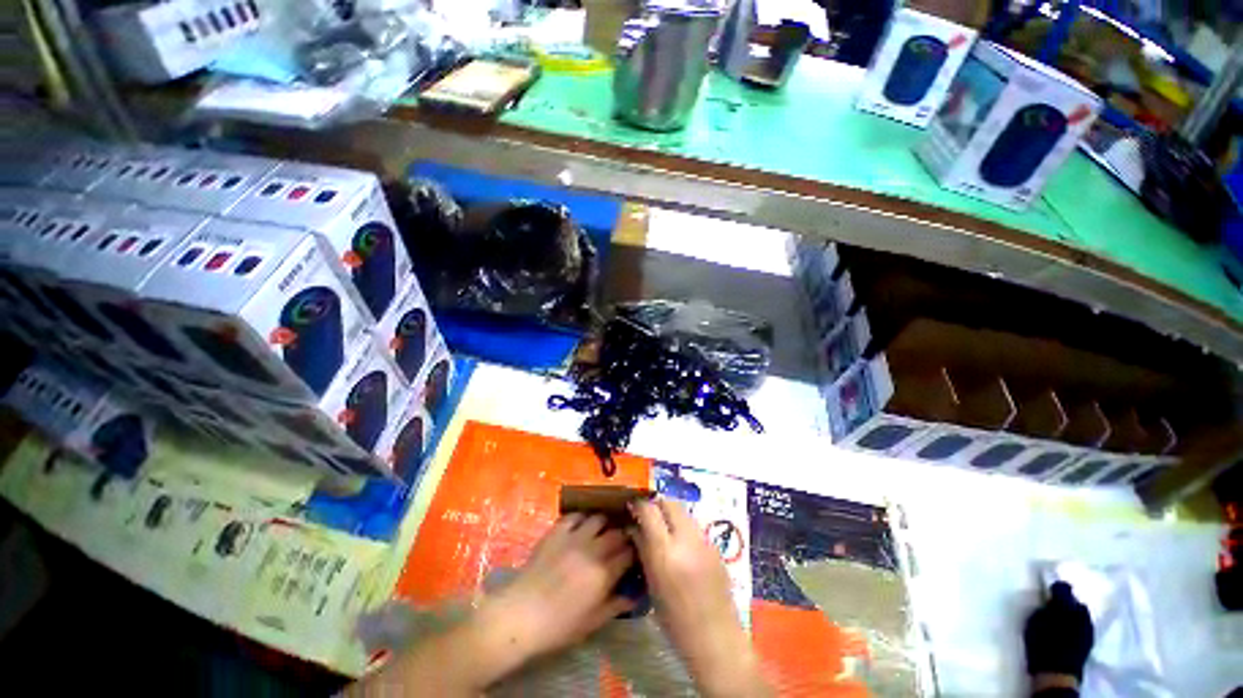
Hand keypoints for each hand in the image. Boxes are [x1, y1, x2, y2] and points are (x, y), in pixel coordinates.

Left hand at [478, 513, 636, 669]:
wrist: (521, 615)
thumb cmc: (558, 626)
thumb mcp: (591, 622)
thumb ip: (615, 605)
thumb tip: (634, 595)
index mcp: (604, 574)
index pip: (629, 554)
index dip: (634, 553)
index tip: (635, 555)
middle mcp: (593, 550)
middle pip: (617, 533)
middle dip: (623, 536)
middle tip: (621, 543)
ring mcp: (574, 537)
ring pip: (599, 518)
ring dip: (605, 524)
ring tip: (603, 531)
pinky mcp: (557, 531)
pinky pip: (575, 516)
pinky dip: (582, 518)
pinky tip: (581, 526)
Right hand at [630, 498, 770, 697]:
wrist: (716, 640)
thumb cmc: (676, 621)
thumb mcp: (652, 585)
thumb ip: (643, 550)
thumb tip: (633, 527)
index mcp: (666, 553)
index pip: (650, 510)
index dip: (639, 504)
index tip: (632, 507)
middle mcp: (687, 539)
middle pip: (670, 502)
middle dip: (656, 504)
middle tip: (647, 515)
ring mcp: (704, 540)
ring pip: (683, 511)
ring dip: (670, 514)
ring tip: (663, 530)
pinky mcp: (716, 546)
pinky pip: (694, 526)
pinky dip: (683, 527)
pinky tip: (680, 545)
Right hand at [1024, 581, 1093, 685]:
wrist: (1057, 673)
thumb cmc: (1041, 644)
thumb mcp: (1034, 623)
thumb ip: (1042, 609)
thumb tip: (1047, 600)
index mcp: (1066, 606)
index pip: (1063, 588)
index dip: (1056, 588)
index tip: (1049, 589)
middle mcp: (1082, 613)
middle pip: (1075, 601)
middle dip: (1067, 602)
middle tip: (1055, 607)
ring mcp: (1088, 627)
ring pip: (1082, 613)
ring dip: (1073, 613)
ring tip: (1062, 620)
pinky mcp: (1090, 639)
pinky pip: (1084, 624)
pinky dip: (1077, 624)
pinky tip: (1068, 631)